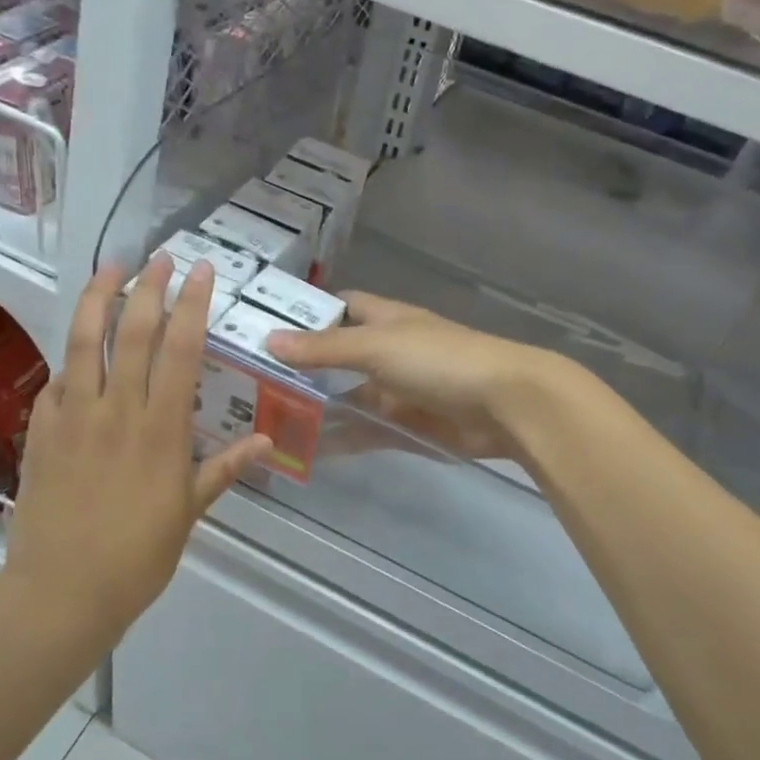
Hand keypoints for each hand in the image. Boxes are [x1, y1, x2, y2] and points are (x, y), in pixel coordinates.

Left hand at [0, 257, 269, 640]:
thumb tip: (267, 440)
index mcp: (160, 429)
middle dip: (148, 288)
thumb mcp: (189, 513)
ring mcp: (73, 417)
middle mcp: (116, 410)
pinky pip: (55, 382)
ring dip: (97, 299)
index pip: (179, 351)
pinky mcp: (41, 431)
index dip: (191, 305)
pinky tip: (76, 349)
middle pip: (132, 333)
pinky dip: (68, 358)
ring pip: (84, 343)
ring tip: (110, 269)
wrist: (62, 591)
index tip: (200, 272)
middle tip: (161, 257)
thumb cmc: (137, 556)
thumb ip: (224, 469)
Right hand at [264, 292, 565, 462]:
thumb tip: (269, 340)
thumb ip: (324, 348)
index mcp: (385, 320)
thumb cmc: (439, 360)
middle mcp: (389, 351)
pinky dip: (341, 439)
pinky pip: (366, 430)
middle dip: (303, 369)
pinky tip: (307, 451)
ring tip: (268, 422)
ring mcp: (398, 390)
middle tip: (253, 384)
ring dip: (317, 408)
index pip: (340, 308)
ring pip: (349, 397)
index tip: (263, 327)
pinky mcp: (408, 425)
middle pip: (338, 357)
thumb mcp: (377, 347)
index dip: (307, 314)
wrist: (506, 404)